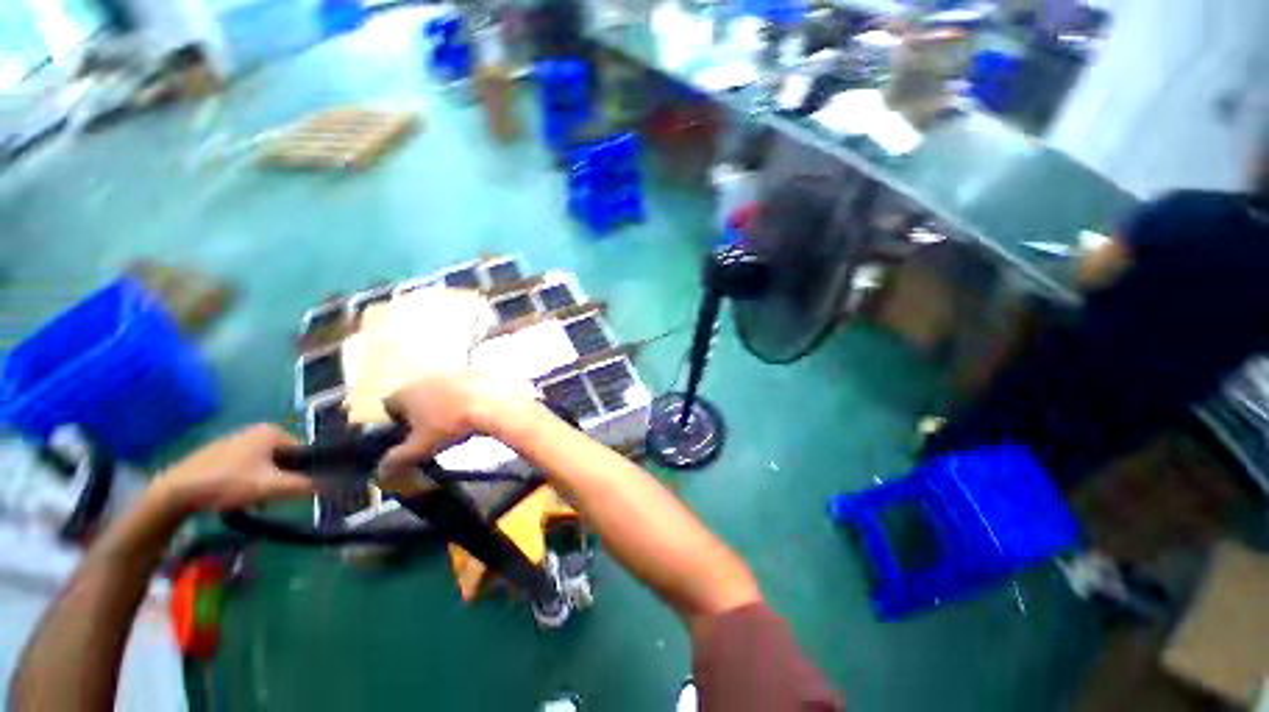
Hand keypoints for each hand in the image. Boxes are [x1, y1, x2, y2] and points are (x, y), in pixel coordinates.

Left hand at [154, 425, 313, 511]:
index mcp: (272, 432)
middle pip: (282, 458)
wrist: (176, 491)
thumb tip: (332, 485)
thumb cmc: (228, 483)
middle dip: (280, 478)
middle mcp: (255, 431)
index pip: (302, 451)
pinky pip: (245, 466)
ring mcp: (235, 440)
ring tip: (251, 500)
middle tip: (270, 498)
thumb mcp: (271, 487)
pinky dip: (246, 480)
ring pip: (263, 464)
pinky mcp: (218, 453)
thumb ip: (303, 485)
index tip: (292, 490)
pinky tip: (233, 496)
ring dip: (263, 482)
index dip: (302, 471)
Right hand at [380, 371, 537, 475]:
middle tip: (435, 430)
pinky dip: (470, 395)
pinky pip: (468, 385)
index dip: (396, 421)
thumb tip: (380, 471)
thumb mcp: (421, 448)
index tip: (408, 435)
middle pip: (418, 395)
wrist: (494, 403)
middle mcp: (427, 376)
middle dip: (423, 411)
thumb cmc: (451, 425)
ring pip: (443, 389)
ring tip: (460, 420)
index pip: (390, 405)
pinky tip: (479, 409)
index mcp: (407, 392)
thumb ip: (397, 459)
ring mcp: (453, 370)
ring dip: (447, 401)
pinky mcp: (477, 370)